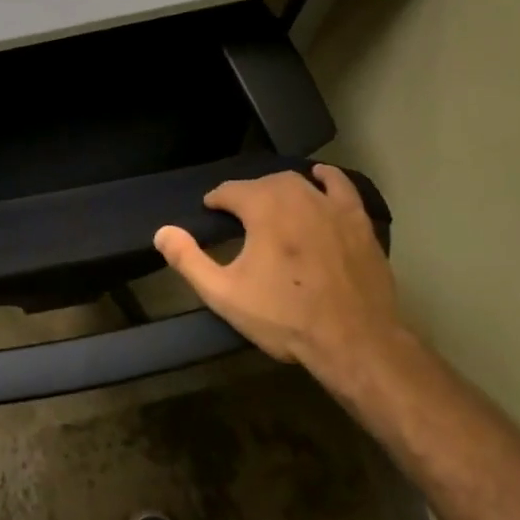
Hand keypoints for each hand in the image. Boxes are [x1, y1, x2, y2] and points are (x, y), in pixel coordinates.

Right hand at [154, 165, 405, 391]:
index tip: (210, 214)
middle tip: (239, 219)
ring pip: (296, 182)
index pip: (230, 190)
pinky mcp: (357, 219)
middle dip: (246, 196)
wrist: (354, 341)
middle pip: (262, 184)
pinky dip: (326, 178)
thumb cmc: (285, 317)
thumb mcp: (226, 294)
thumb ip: (189, 261)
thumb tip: (161, 232)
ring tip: (271, 208)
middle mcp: (295, 193)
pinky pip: (339, 185)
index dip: (216, 201)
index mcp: (262, 207)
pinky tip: (319, 179)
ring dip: (279, 190)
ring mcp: (330, 204)